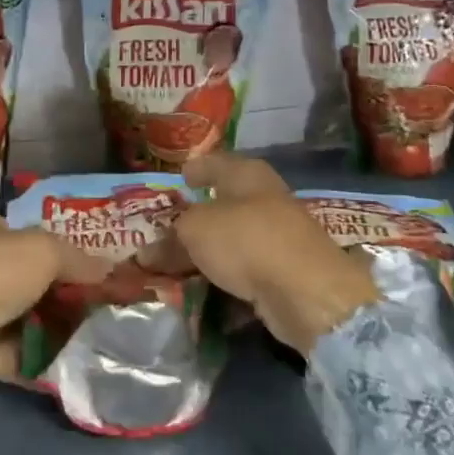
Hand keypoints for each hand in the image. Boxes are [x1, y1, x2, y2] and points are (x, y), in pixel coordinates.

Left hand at [0, 215, 107, 386]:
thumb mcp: (44, 251)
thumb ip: (78, 259)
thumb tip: (110, 268)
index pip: (32, 236)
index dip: (65, 250)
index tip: (97, 269)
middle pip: (34, 280)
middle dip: (66, 294)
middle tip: (106, 307)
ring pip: (27, 318)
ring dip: (57, 329)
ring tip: (99, 339)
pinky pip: (18, 354)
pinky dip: (41, 360)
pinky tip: (74, 366)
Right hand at [144, 153, 377, 354]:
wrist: (306, 291)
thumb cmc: (246, 240)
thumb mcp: (195, 231)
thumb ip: (170, 238)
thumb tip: (146, 252)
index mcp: (246, 174)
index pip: (215, 163)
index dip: (196, 169)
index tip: (180, 177)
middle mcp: (265, 198)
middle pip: (224, 204)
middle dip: (196, 217)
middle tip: (167, 229)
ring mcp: (279, 236)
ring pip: (233, 239)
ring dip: (208, 251)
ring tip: (176, 264)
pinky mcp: (286, 271)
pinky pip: (245, 269)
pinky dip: (225, 276)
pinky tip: (204, 287)